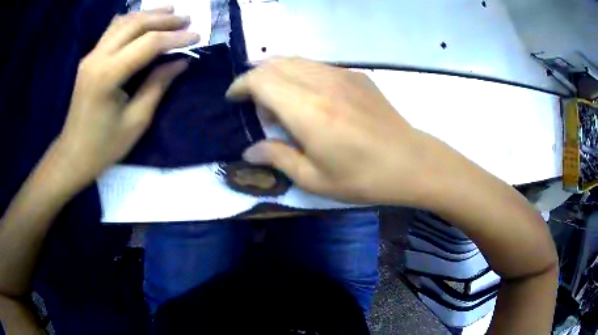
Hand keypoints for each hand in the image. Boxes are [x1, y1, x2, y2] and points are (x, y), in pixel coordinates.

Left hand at [56, 7, 198, 186]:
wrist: (73, 155)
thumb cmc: (104, 146)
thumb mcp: (136, 121)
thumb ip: (157, 86)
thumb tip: (181, 61)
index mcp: (108, 76)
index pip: (148, 44)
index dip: (176, 37)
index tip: (197, 36)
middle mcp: (97, 58)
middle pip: (135, 24)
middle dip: (164, 19)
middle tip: (187, 19)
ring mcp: (90, 56)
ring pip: (123, 22)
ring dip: (149, 14)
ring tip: (171, 12)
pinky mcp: (89, 59)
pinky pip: (112, 30)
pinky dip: (131, 21)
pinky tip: (143, 19)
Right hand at [227, 58, 433, 203]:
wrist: (410, 162)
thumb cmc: (363, 178)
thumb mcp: (314, 178)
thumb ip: (277, 157)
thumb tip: (250, 150)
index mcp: (307, 110)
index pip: (261, 80)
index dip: (241, 85)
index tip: (233, 99)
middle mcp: (321, 83)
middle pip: (274, 64)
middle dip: (255, 78)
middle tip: (255, 105)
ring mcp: (341, 74)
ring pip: (295, 60)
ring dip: (277, 74)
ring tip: (279, 101)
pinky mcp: (355, 75)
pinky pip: (316, 65)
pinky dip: (299, 73)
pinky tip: (307, 95)